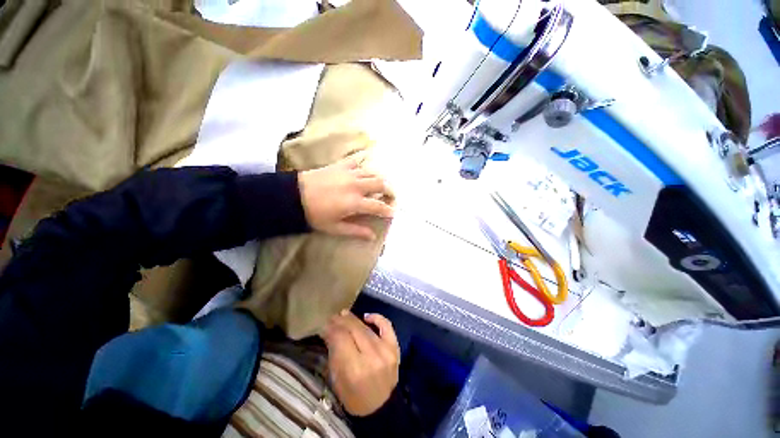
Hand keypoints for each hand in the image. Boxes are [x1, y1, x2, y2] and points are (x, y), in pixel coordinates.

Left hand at [298, 153, 393, 239]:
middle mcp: (356, 185)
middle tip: (390, 196)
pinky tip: (364, 170)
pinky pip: (357, 161)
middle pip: (380, 184)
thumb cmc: (314, 214)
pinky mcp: (341, 165)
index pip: (378, 206)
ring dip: (379, 178)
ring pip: (372, 172)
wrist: (293, 195)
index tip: (393, 212)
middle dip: (389, 190)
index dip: (388, 210)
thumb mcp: (335, 227)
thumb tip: (372, 236)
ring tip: (380, 185)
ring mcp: (349, 173)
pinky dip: (363, 165)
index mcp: (355, 202)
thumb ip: (356, 231)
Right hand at [321, 310, 400, 416]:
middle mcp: (371, 357)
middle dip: (341, 321)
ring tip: (344, 314)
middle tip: (333, 317)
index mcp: (354, 369)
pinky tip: (366, 316)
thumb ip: (334, 354)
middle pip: (353, 330)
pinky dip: (377, 318)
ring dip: (353, 319)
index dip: (331, 329)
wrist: (381, 407)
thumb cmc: (354, 397)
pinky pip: (386, 325)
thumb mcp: (337, 380)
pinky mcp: (395, 347)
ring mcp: (386, 350)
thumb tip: (329, 331)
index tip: (325, 325)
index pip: (340, 339)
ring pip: (366, 328)